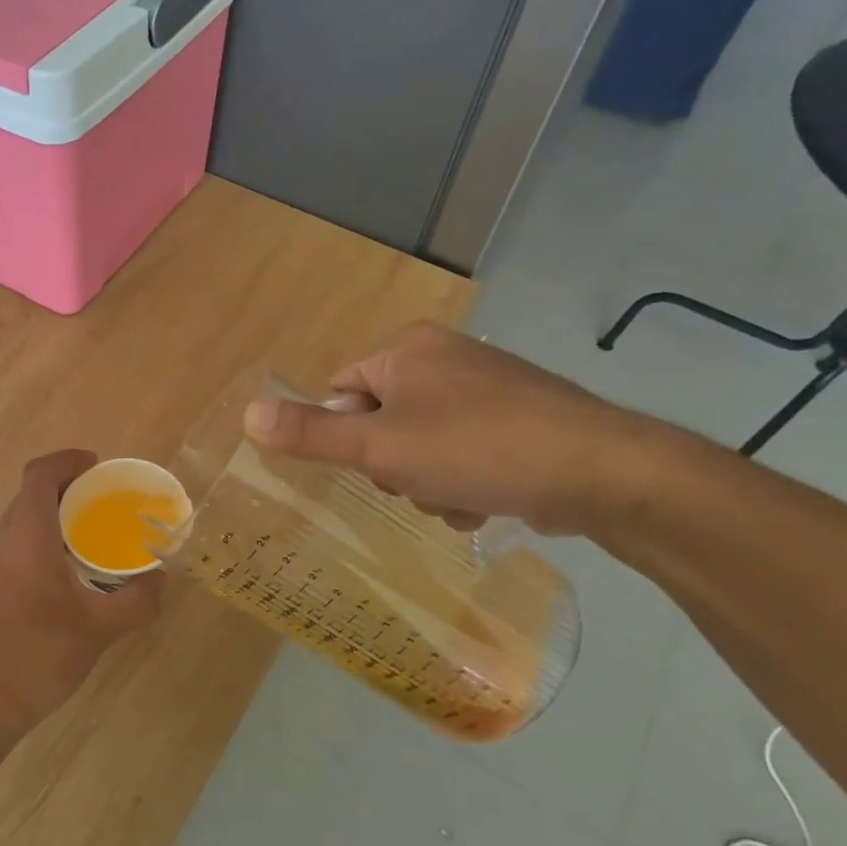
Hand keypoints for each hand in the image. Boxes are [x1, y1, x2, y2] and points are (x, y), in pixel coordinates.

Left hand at [0, 450, 162, 743]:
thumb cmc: (40, 656)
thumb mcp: (100, 628)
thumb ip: (138, 600)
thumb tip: (160, 579)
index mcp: (26, 536)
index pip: (40, 474)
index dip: (68, 460)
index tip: (98, 466)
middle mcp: (3, 539)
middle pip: (31, 492)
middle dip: (68, 486)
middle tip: (106, 499)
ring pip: (23, 517)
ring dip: (55, 512)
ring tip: (94, 530)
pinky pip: (18, 540)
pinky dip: (44, 535)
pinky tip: (71, 567)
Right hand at [243, 323, 648, 533]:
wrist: (599, 470)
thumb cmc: (475, 448)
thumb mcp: (379, 448)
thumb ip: (310, 435)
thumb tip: (247, 415)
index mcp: (405, 349)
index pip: (340, 393)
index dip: (347, 437)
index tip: (373, 465)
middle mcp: (442, 357)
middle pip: (380, 422)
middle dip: (393, 465)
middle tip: (417, 480)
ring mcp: (484, 387)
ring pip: (421, 445)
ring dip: (427, 481)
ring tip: (459, 494)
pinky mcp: (516, 417)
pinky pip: (462, 451)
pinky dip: (464, 480)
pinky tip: (487, 496)